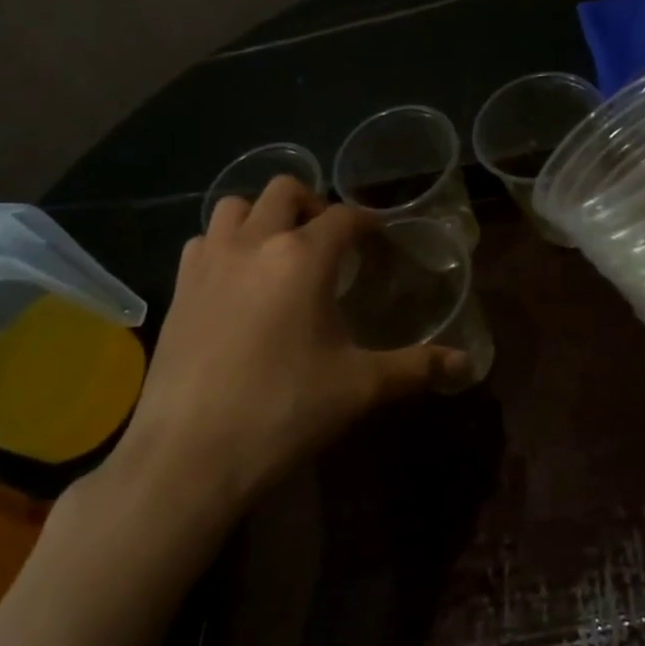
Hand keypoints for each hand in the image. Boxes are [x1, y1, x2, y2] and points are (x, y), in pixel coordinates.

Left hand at [104, 178, 466, 515]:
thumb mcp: (359, 388)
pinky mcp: (179, 288)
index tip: (378, 237)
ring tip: (279, 250)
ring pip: (234, 207)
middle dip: (313, 203)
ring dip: (262, 215)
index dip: (366, 222)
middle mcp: (254, 243)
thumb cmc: (283, 412)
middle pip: (285, 190)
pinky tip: (237, 281)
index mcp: (303, 257)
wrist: (189, 455)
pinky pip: (203, 241)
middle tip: (329, 239)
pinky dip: (225, 244)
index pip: (344, 217)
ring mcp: (210, 262)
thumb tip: (465, 365)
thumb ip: (415, 367)